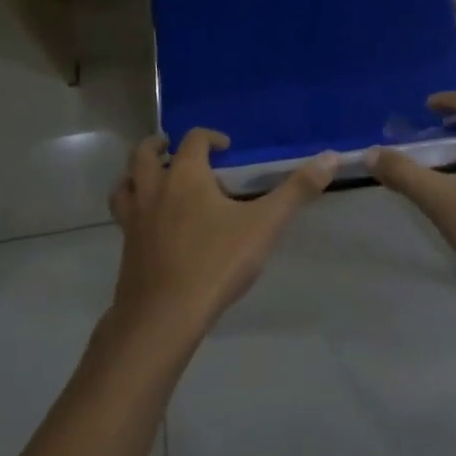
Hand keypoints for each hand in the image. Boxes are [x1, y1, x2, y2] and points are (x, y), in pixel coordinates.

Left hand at [108, 129, 336, 342]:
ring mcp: (134, 219)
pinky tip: (151, 225)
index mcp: (185, 175)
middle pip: (144, 154)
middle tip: (173, 150)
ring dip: (136, 174)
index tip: (226, 147)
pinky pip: (123, 216)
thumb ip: (297, 190)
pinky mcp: (126, 248)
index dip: (210, 137)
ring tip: (152, 180)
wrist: (162, 318)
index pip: (194, 140)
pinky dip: (132, 208)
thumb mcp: (264, 225)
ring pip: (124, 183)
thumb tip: (332, 157)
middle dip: (158, 146)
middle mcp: (154, 189)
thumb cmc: (215, 263)